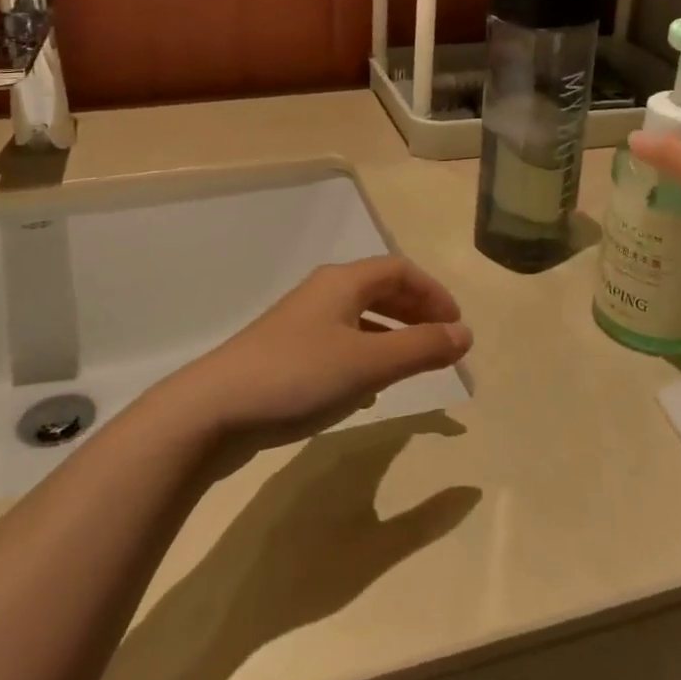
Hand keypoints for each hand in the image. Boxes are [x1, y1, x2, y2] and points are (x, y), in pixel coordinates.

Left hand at [160, 257, 471, 453]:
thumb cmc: (299, 376)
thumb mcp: (368, 364)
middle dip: (415, 311)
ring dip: (392, 335)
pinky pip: (340, 344)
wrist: (215, 409)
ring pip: (359, 318)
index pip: (399, 269)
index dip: (433, 292)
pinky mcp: (286, 354)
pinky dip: (366, 356)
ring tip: (413, 364)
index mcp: (342, 282)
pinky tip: (369, 390)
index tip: (457, 325)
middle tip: (442, 342)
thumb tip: (465, 334)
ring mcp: (300, 324)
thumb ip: (420, 348)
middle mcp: (322, 294)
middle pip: (379, 289)